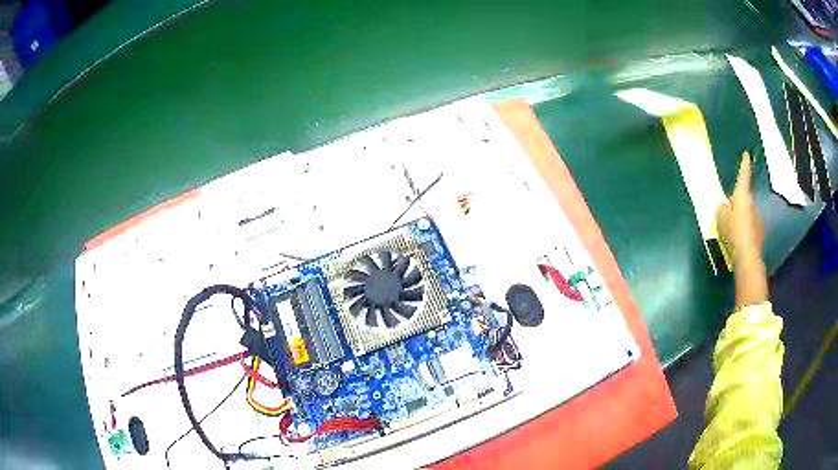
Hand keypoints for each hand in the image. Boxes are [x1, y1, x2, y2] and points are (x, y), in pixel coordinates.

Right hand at [717, 151, 763, 263]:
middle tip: (727, 212)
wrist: (747, 256)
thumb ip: (721, 208)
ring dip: (740, 218)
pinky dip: (744, 230)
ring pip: (747, 213)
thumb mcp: (720, 217)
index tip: (747, 154)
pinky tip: (738, 240)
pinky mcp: (759, 233)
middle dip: (737, 203)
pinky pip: (750, 227)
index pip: (744, 175)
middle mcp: (753, 203)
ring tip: (731, 230)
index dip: (745, 164)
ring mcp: (758, 218)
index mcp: (742, 195)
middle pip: (744, 198)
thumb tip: (724, 205)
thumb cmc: (733, 231)